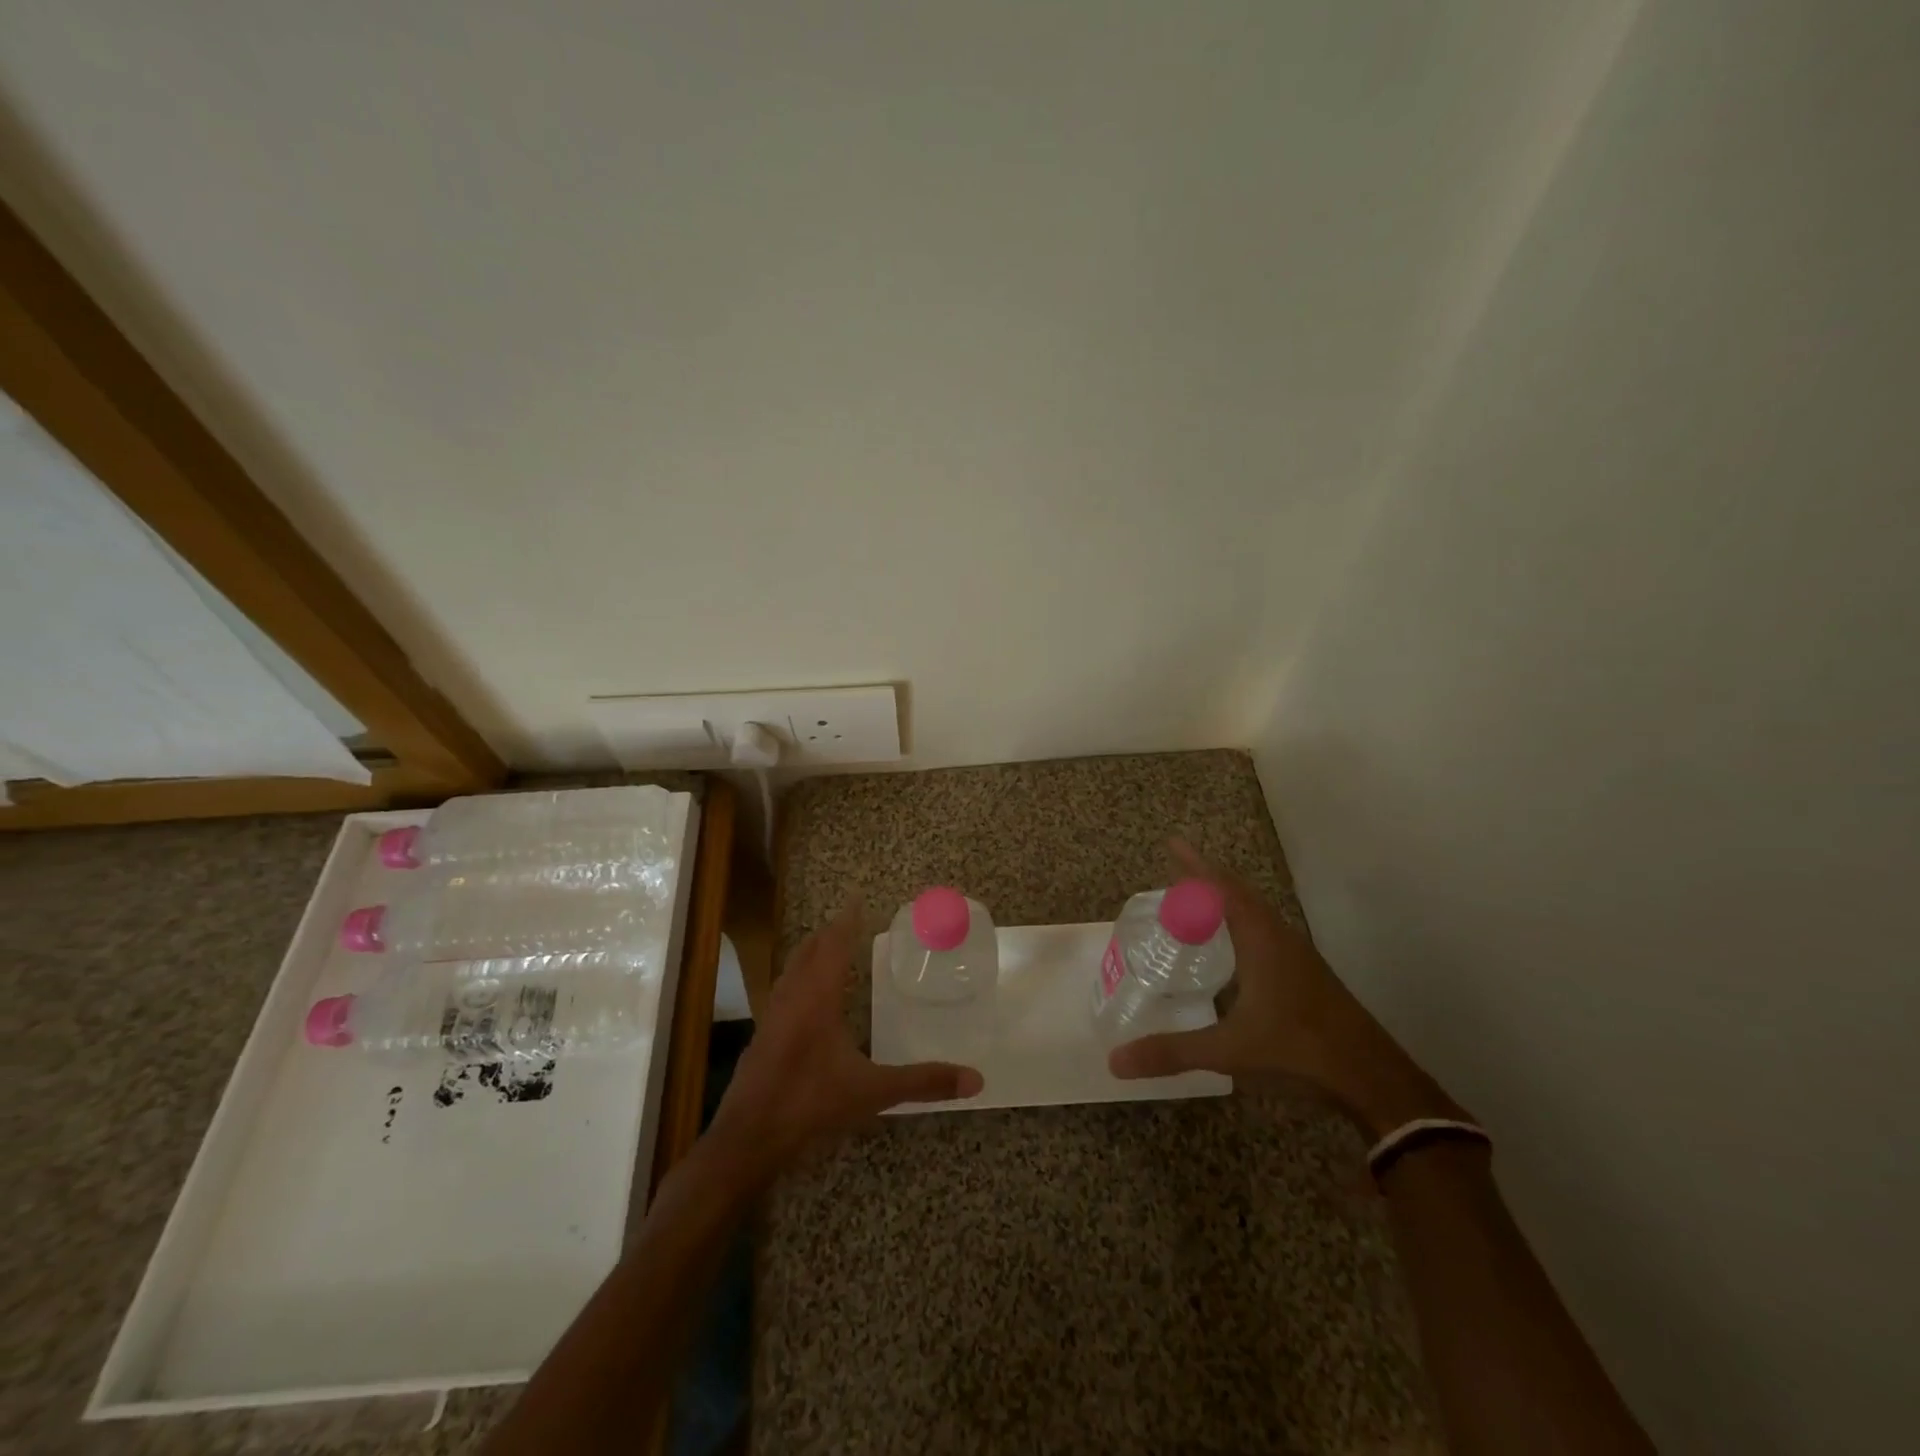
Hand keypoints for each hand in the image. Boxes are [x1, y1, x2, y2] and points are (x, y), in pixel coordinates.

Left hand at [709, 896, 982, 1178]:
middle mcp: (792, 997)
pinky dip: (799, 979)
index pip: (834, 945)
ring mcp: (772, 1016)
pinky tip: (806, 999)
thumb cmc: (810, 1104)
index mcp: (817, 997)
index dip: (847, 921)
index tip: (857, 898)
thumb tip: (974, 1079)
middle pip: (809, 951)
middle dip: (828, 934)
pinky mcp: (762, 1037)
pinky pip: (783, 991)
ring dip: (810, 954)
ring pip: (791, 970)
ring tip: (827, 950)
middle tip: (848, 921)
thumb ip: (922, 1082)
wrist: (748, 1138)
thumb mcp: (873, 1092)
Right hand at [1107, 840, 1464, 1137]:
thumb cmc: (1298, 1050)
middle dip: (1207, 880)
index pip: (1222, 888)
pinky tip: (1233, 953)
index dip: (1195, 865)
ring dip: (1227, 903)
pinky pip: (1266, 933)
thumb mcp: (1228, 1051)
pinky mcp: (1308, 976)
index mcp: (1260, 940)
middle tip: (1176, 875)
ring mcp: (1298, 957)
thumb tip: (1116, 1060)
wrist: (1372, 1079)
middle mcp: (1280, 938)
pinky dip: (1242, 926)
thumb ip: (1172, 1052)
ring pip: (1257, 914)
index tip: (1173, 843)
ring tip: (1198, 907)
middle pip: (1240, 894)